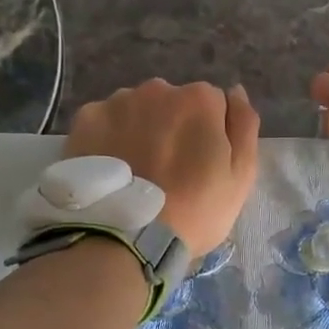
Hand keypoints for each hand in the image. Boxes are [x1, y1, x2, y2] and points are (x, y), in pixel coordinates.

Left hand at [65, 80, 259, 254]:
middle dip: (173, 127)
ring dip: (140, 130)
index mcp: (199, 99)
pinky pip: (104, 123)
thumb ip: (243, 126)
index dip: (210, 134)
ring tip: (135, 172)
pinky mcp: (84, 121)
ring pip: (136, 110)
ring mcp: (116, 102)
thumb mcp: (240, 176)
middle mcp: (157, 89)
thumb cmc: (194, 211)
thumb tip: (236, 92)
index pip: (213, 105)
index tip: (201, 165)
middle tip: (167, 171)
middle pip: (172, 103)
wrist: (125, 239)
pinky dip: (108, 139)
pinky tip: (111, 169)